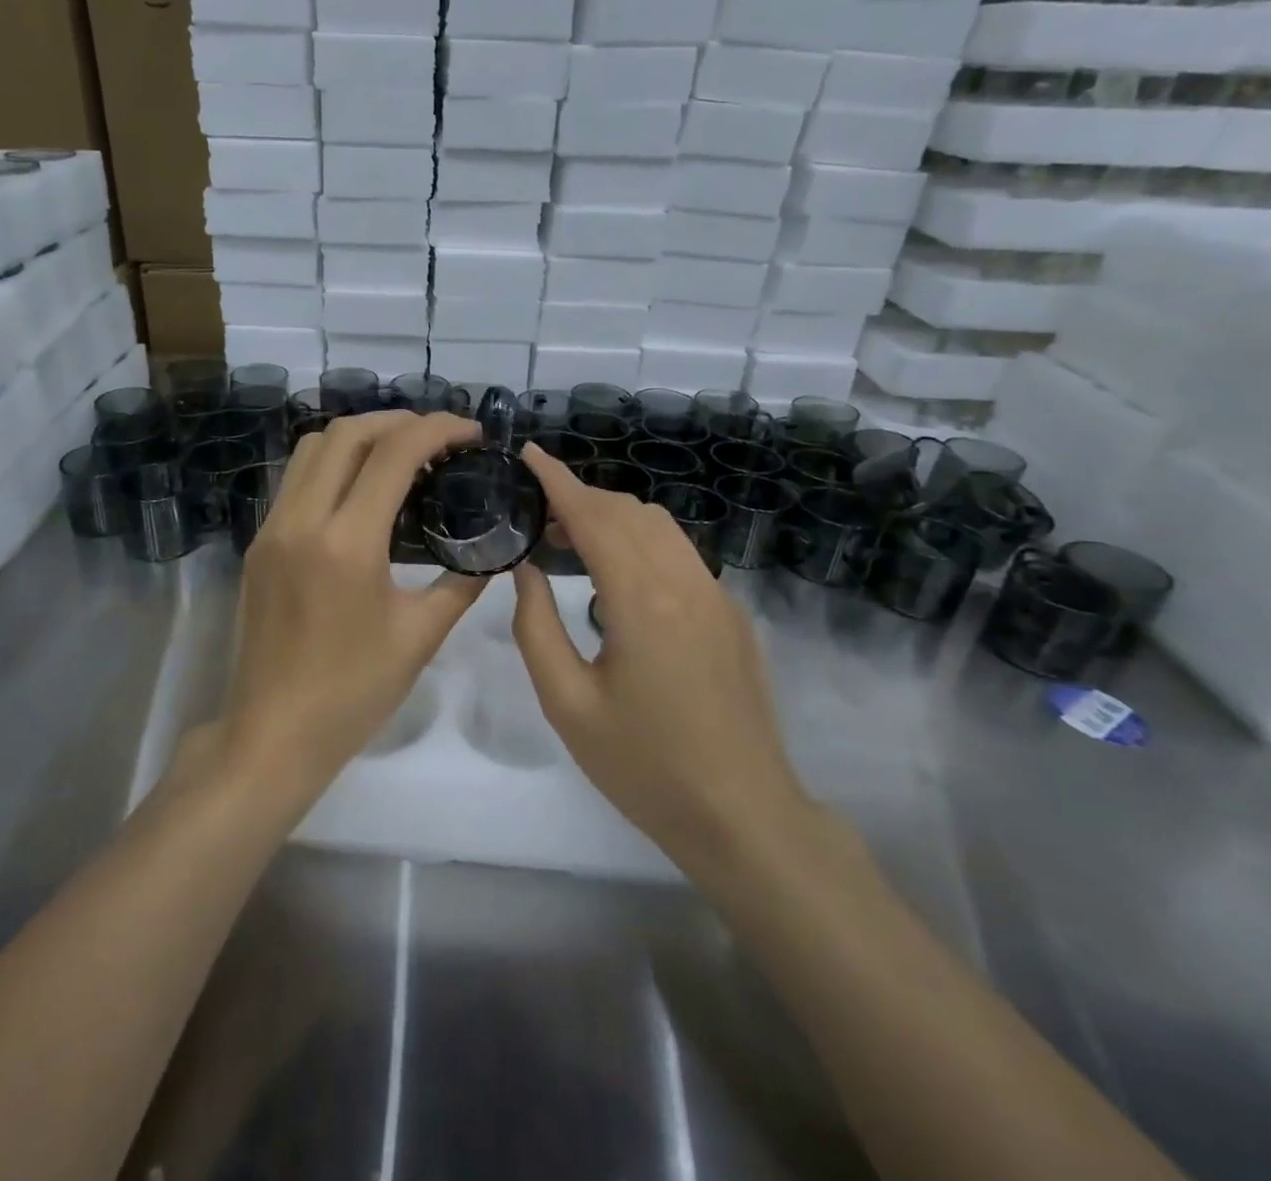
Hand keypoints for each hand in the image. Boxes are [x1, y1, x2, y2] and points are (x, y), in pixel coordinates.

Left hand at [221, 410, 487, 804]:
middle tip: (438, 438)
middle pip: (347, 433)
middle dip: (398, 421)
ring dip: (359, 437)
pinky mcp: (258, 544)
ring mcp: (272, 529)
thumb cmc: (352, 693)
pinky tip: (361, 491)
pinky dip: (332, 464)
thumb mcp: (419, 637)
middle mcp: (302, 520)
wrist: (272, 734)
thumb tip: (493, 554)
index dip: (438, 428)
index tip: (471, 433)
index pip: (394, 452)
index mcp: (347, 542)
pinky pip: (296, 480)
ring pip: (312, 449)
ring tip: (400, 455)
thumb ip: (462, 585)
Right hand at [509, 443, 813, 859]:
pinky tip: (618, 578)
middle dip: (580, 499)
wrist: (743, 816)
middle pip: (628, 512)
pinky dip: (641, 542)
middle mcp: (686, 583)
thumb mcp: (567, 703)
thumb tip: (527, 570)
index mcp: (642, 601)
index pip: (594, 516)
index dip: (558, 480)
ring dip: (613, 518)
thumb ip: (536, 627)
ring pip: (660, 527)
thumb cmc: (644, 767)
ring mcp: (717, 597)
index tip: (528, 454)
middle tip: (536, 517)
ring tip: (570, 542)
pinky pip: (680, 554)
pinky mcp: (732, 616)